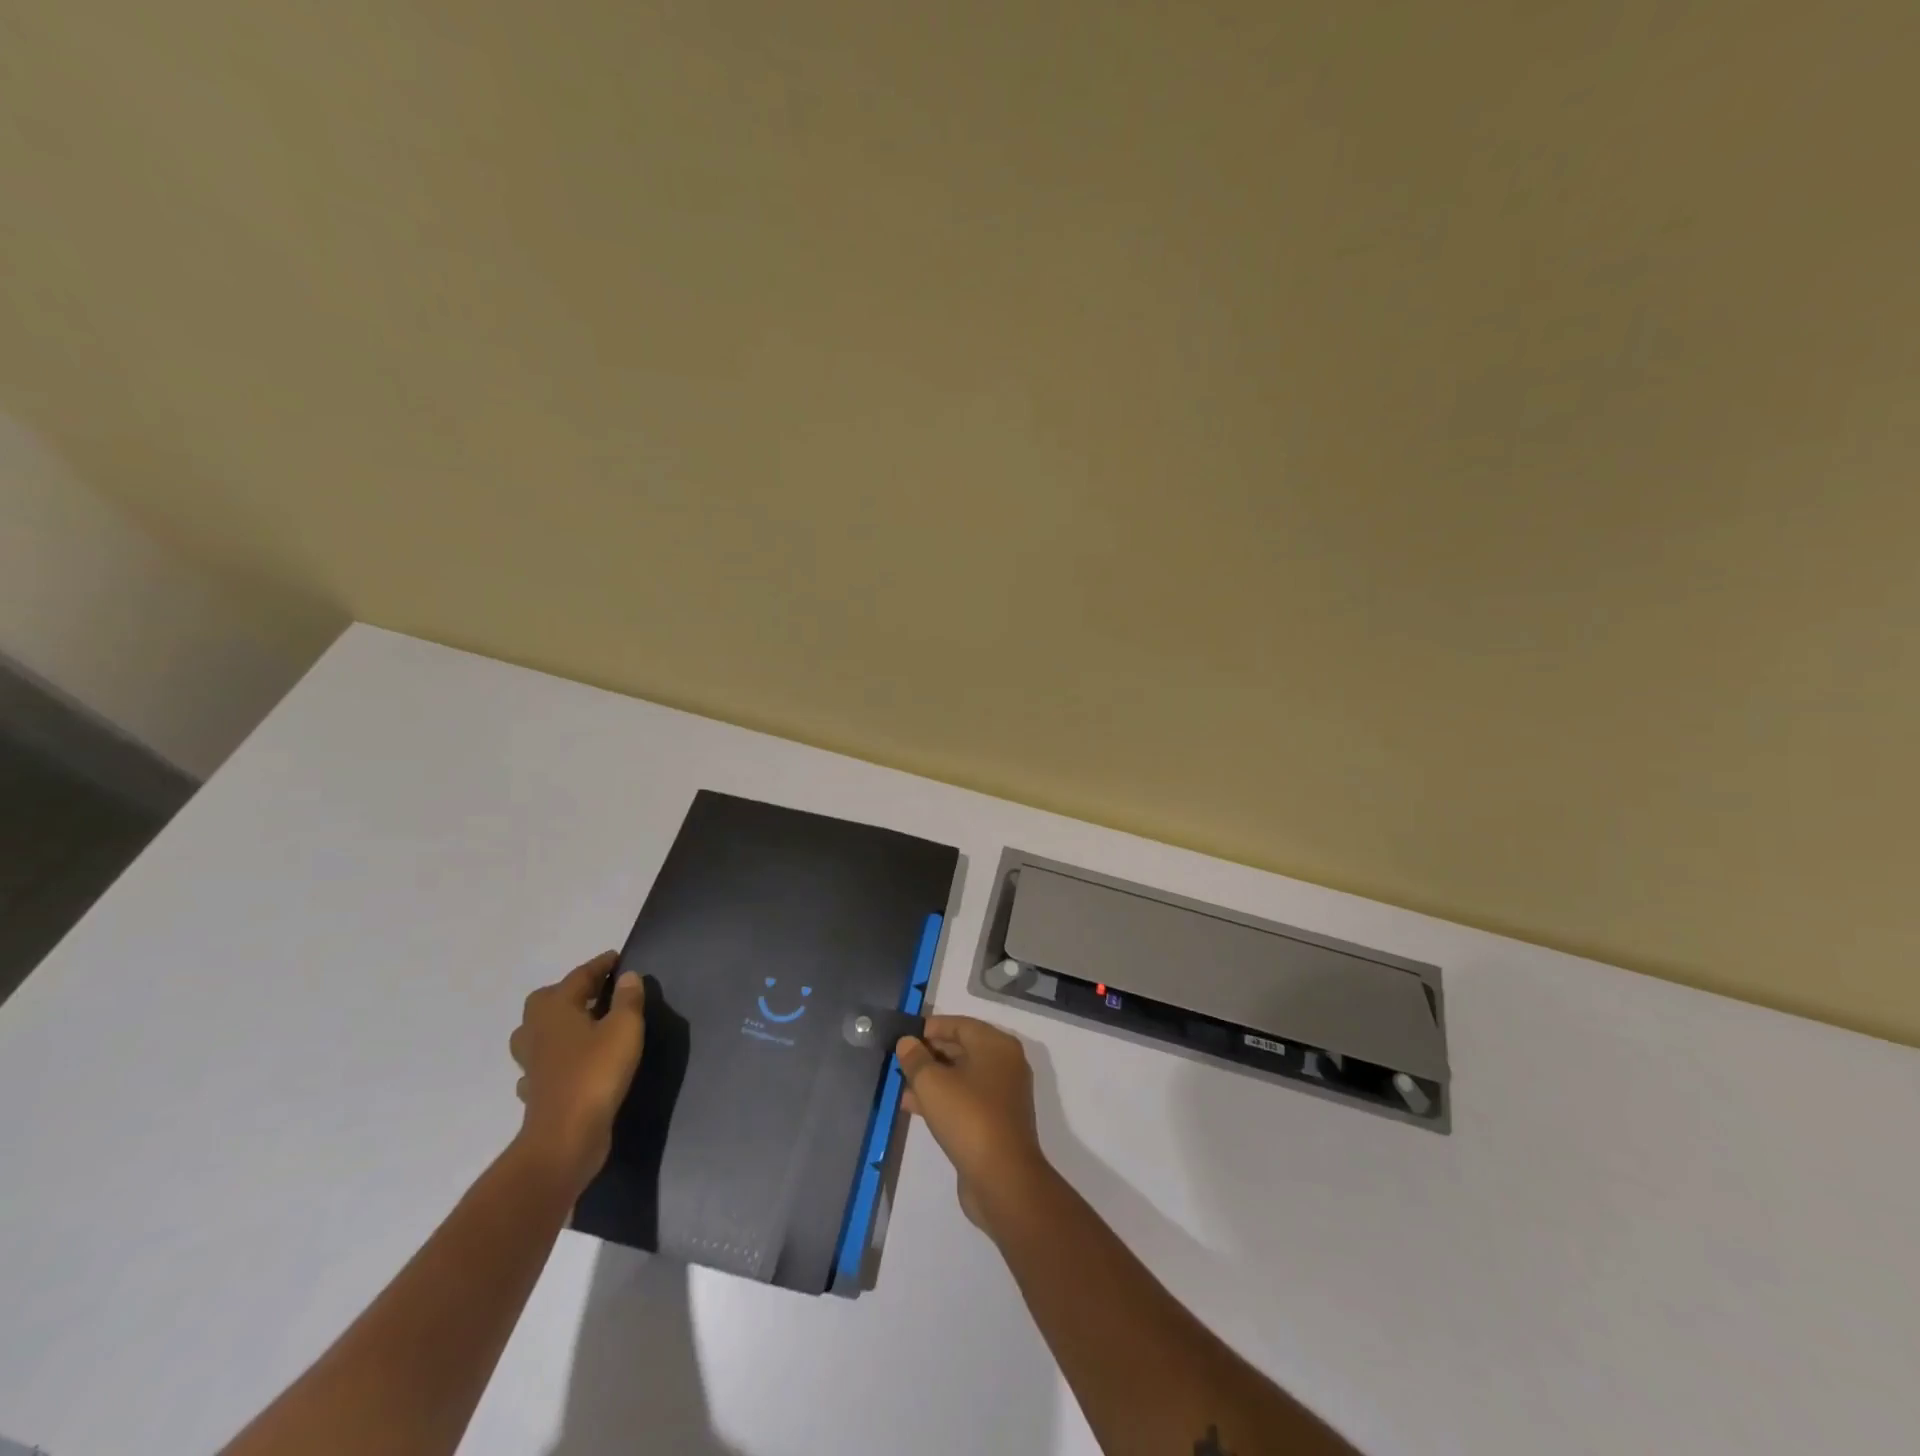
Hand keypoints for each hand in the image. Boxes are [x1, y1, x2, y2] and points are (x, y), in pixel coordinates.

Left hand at [508, 951, 645, 1194]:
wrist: (565, 1137)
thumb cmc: (596, 1073)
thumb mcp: (624, 1028)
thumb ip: (627, 999)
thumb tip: (627, 976)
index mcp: (556, 1009)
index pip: (579, 976)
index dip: (600, 965)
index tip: (617, 958)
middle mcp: (537, 1031)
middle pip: (548, 1000)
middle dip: (572, 991)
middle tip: (600, 990)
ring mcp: (532, 1063)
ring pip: (539, 1032)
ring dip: (559, 1024)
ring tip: (586, 1023)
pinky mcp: (537, 1091)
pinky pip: (542, 1064)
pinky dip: (556, 1058)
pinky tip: (572, 1062)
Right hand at [895, 1015, 1053, 1236]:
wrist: (1003, 1179)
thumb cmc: (969, 1118)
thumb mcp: (933, 1083)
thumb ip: (916, 1059)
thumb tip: (907, 1042)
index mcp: (997, 1045)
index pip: (960, 1024)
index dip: (930, 1028)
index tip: (904, 1036)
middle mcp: (1004, 1064)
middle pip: (962, 1049)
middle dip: (929, 1054)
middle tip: (899, 1060)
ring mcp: (1003, 1094)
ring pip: (961, 1076)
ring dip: (932, 1079)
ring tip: (900, 1084)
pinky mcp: (996, 1121)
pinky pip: (965, 1099)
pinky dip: (942, 1099)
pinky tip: (914, 1106)